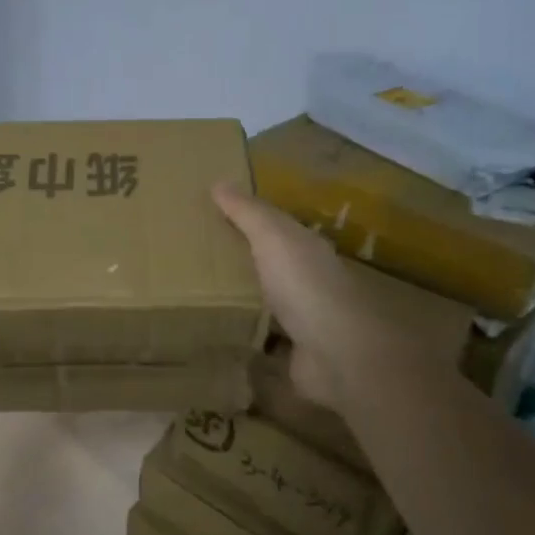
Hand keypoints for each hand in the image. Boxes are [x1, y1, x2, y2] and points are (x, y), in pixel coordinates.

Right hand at [211, 181, 424, 412]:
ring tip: (200, 297)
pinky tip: (220, 335)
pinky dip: (247, 336)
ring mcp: (303, 318)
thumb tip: (219, 182)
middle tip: (197, 256)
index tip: (211, 216)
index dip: (247, 219)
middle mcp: (307, 279)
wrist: (337, 351)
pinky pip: (264, 339)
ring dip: (244, 300)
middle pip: (269, 264)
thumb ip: (247, 212)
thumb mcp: (272, 237)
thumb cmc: (304, 284)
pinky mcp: (294, 352)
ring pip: (267, 302)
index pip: (274, 227)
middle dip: (242, 260)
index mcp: (305, 248)